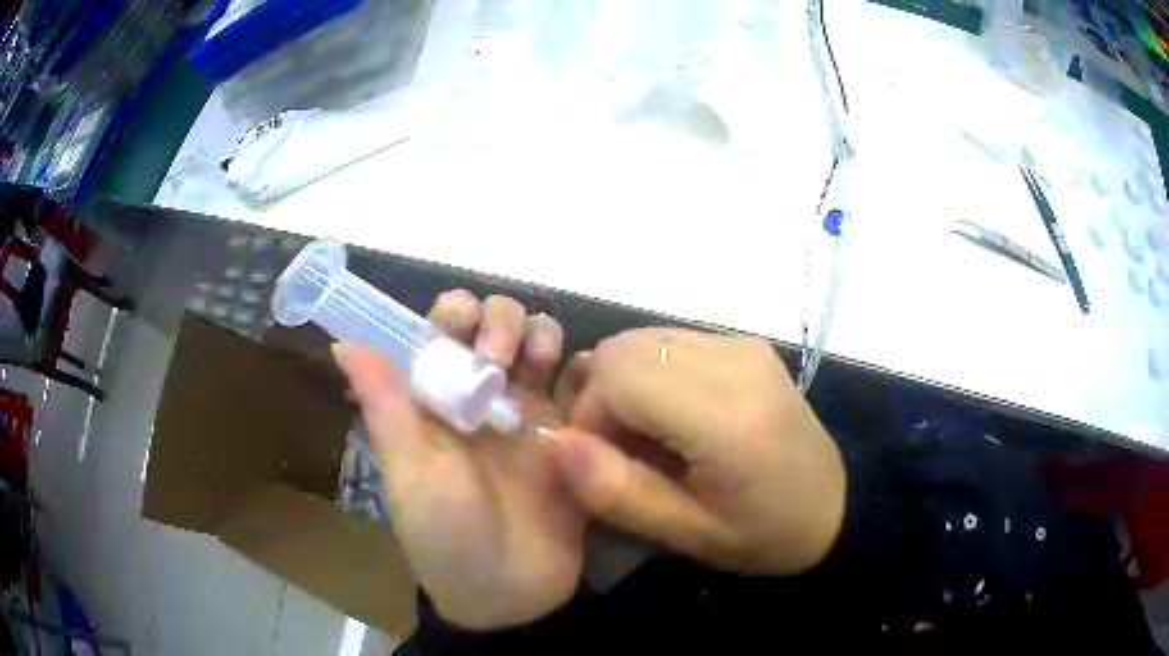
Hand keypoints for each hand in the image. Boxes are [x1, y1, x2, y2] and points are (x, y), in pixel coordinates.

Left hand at [333, 292, 584, 629]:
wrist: (510, 592)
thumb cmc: (446, 535)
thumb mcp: (409, 473)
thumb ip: (384, 406)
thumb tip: (342, 343)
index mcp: (436, 399)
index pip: (444, 328)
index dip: (455, 314)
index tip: (466, 337)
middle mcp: (481, 395)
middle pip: (495, 324)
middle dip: (501, 322)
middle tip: (502, 362)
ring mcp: (529, 414)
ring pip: (540, 342)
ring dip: (541, 334)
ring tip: (542, 364)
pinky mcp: (570, 436)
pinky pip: (580, 384)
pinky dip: (581, 365)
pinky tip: (578, 375)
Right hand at [549, 329, 844, 575]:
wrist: (834, 506)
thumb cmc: (763, 533)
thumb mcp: (685, 533)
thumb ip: (615, 491)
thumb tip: (554, 441)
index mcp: (725, 414)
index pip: (617, 378)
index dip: (589, 416)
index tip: (602, 462)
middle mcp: (734, 360)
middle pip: (623, 349)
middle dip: (600, 397)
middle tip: (621, 449)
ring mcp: (741, 343)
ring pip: (641, 339)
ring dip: (624, 383)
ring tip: (646, 434)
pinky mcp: (744, 342)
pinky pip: (668, 341)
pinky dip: (649, 373)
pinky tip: (671, 414)